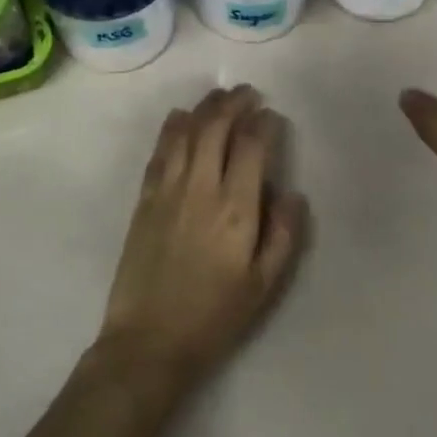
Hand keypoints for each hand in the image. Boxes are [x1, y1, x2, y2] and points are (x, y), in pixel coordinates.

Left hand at [97, 86, 307, 391]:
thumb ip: (284, 234)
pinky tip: (179, 117)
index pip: (252, 146)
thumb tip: (292, 192)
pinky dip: (172, 128)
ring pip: (186, 133)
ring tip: (219, 97)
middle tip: (248, 94)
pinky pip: (160, 152)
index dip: (264, 124)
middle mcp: (201, 188)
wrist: (148, 342)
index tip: (272, 116)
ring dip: (204, 108)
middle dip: (234, 104)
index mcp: (236, 209)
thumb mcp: (265, 285)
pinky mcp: (144, 201)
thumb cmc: (215, 316)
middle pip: (216, 128)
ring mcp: (167, 191)